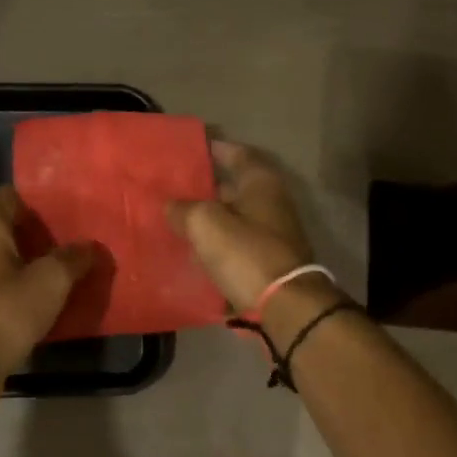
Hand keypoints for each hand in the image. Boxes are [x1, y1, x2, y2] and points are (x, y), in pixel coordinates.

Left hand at [0, 186, 95, 379]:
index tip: (67, 204)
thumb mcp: (51, 280)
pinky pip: (3, 292)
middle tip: (77, 239)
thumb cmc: (6, 309)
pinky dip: (24, 293)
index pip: (10, 197)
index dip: (38, 198)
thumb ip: (73, 258)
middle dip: (41, 235)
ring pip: (6, 264)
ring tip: (69, 270)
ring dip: (33, 266)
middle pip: (9, 231)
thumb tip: (91, 246)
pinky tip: (49, 302)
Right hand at [166, 140, 315, 312]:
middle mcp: (271, 204)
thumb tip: (171, 205)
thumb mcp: (205, 224)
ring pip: (233, 219)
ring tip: (175, 220)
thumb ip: (184, 209)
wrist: (285, 307)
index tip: (189, 149)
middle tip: (172, 189)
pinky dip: (216, 246)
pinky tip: (192, 252)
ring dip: (208, 219)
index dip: (213, 149)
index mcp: (260, 183)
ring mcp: (271, 235)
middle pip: (233, 188)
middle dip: (204, 188)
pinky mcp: (266, 263)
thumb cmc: (246, 254)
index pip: (236, 154)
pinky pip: (235, 246)